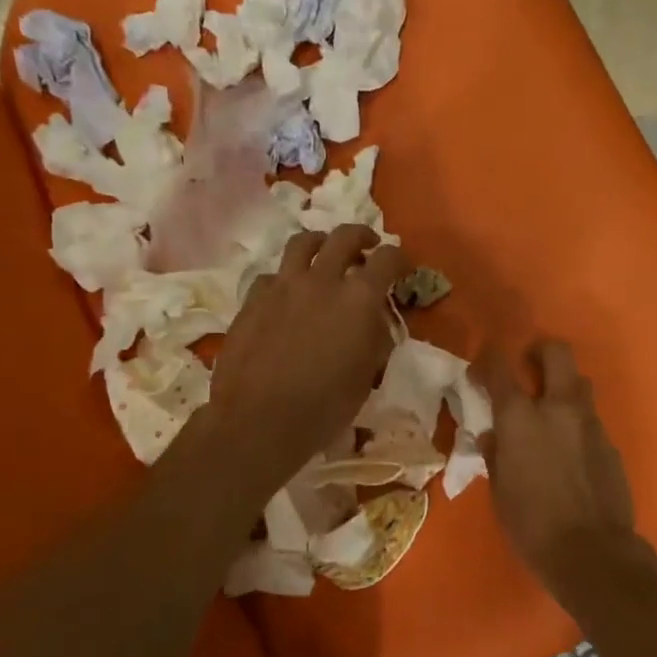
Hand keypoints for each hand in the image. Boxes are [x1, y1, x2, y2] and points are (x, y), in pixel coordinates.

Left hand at [207, 225, 408, 495]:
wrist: (259, 419)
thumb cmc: (325, 405)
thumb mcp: (367, 374)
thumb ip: (375, 338)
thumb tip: (374, 322)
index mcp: (359, 298)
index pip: (388, 259)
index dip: (400, 259)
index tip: (403, 267)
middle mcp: (322, 280)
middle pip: (345, 237)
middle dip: (362, 237)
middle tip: (367, 247)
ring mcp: (283, 286)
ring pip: (303, 243)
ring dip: (320, 244)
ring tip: (324, 255)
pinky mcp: (253, 299)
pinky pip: (272, 275)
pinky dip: (285, 279)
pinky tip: (286, 295)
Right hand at [476, 341, 656, 601]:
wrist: (593, 553)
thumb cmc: (532, 525)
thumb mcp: (500, 492)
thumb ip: (496, 455)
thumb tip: (493, 437)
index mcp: (520, 418)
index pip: (500, 368)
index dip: (488, 360)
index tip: (481, 369)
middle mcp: (558, 408)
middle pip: (557, 353)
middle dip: (540, 352)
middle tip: (528, 366)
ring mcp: (590, 423)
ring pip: (580, 383)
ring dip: (563, 386)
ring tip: (550, 411)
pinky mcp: (610, 443)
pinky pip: (591, 419)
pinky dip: (577, 423)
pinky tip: (571, 450)